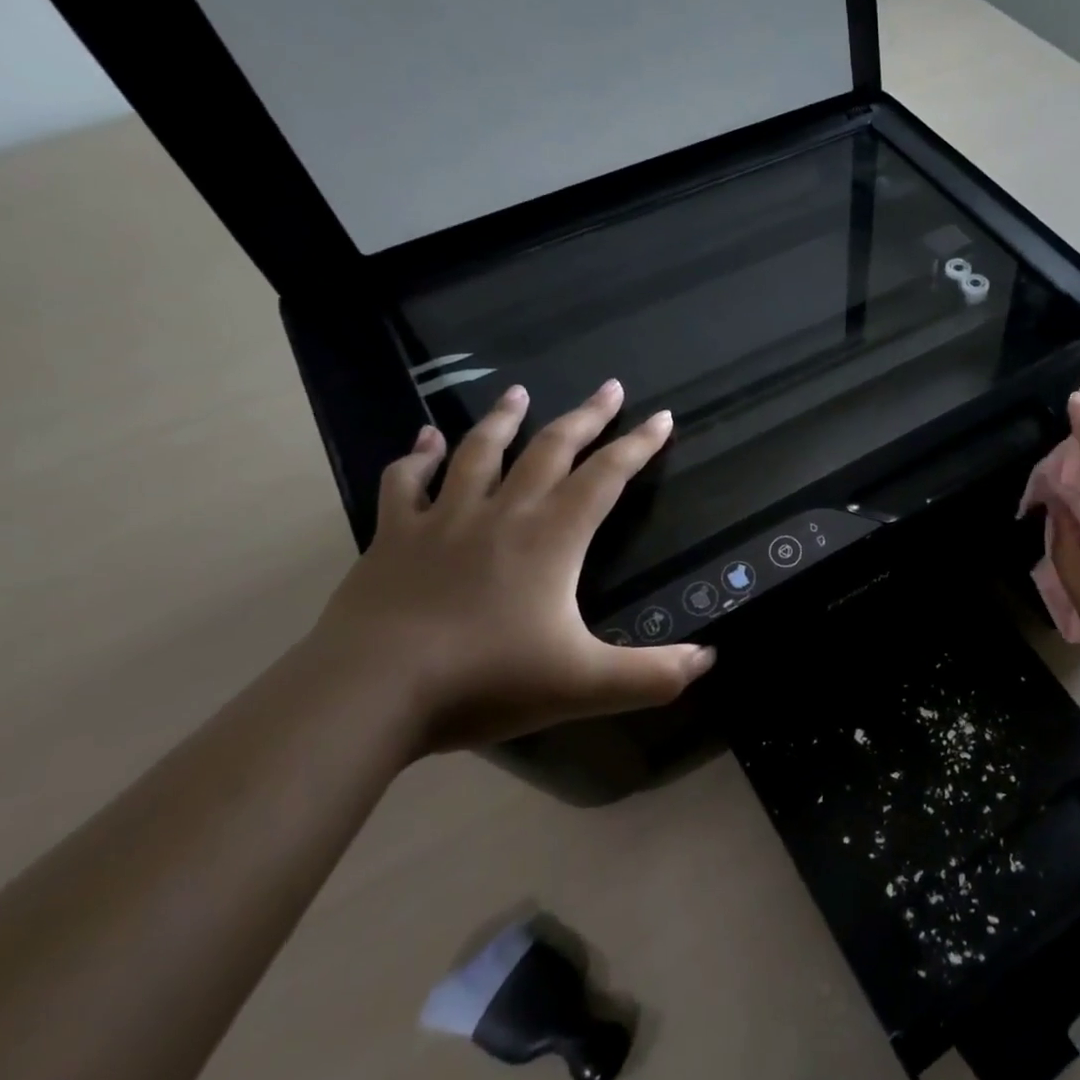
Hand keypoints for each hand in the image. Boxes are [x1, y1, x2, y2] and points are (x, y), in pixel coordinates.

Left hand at [310, 380, 714, 753]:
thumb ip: (653, 675)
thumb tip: (709, 660)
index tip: (662, 417)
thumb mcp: (586, 685)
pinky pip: (406, 482)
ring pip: (479, 452)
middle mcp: (503, 514)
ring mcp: (443, 520)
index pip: (606, 477)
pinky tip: (426, 440)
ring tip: (518, 392)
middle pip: (550, 449)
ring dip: (503, 419)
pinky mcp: (393, 538)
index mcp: (552, 538)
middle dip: (586, 416)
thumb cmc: (487, 681)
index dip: (639, 445)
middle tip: (609, 387)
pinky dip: (417, 456)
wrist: (370, 693)